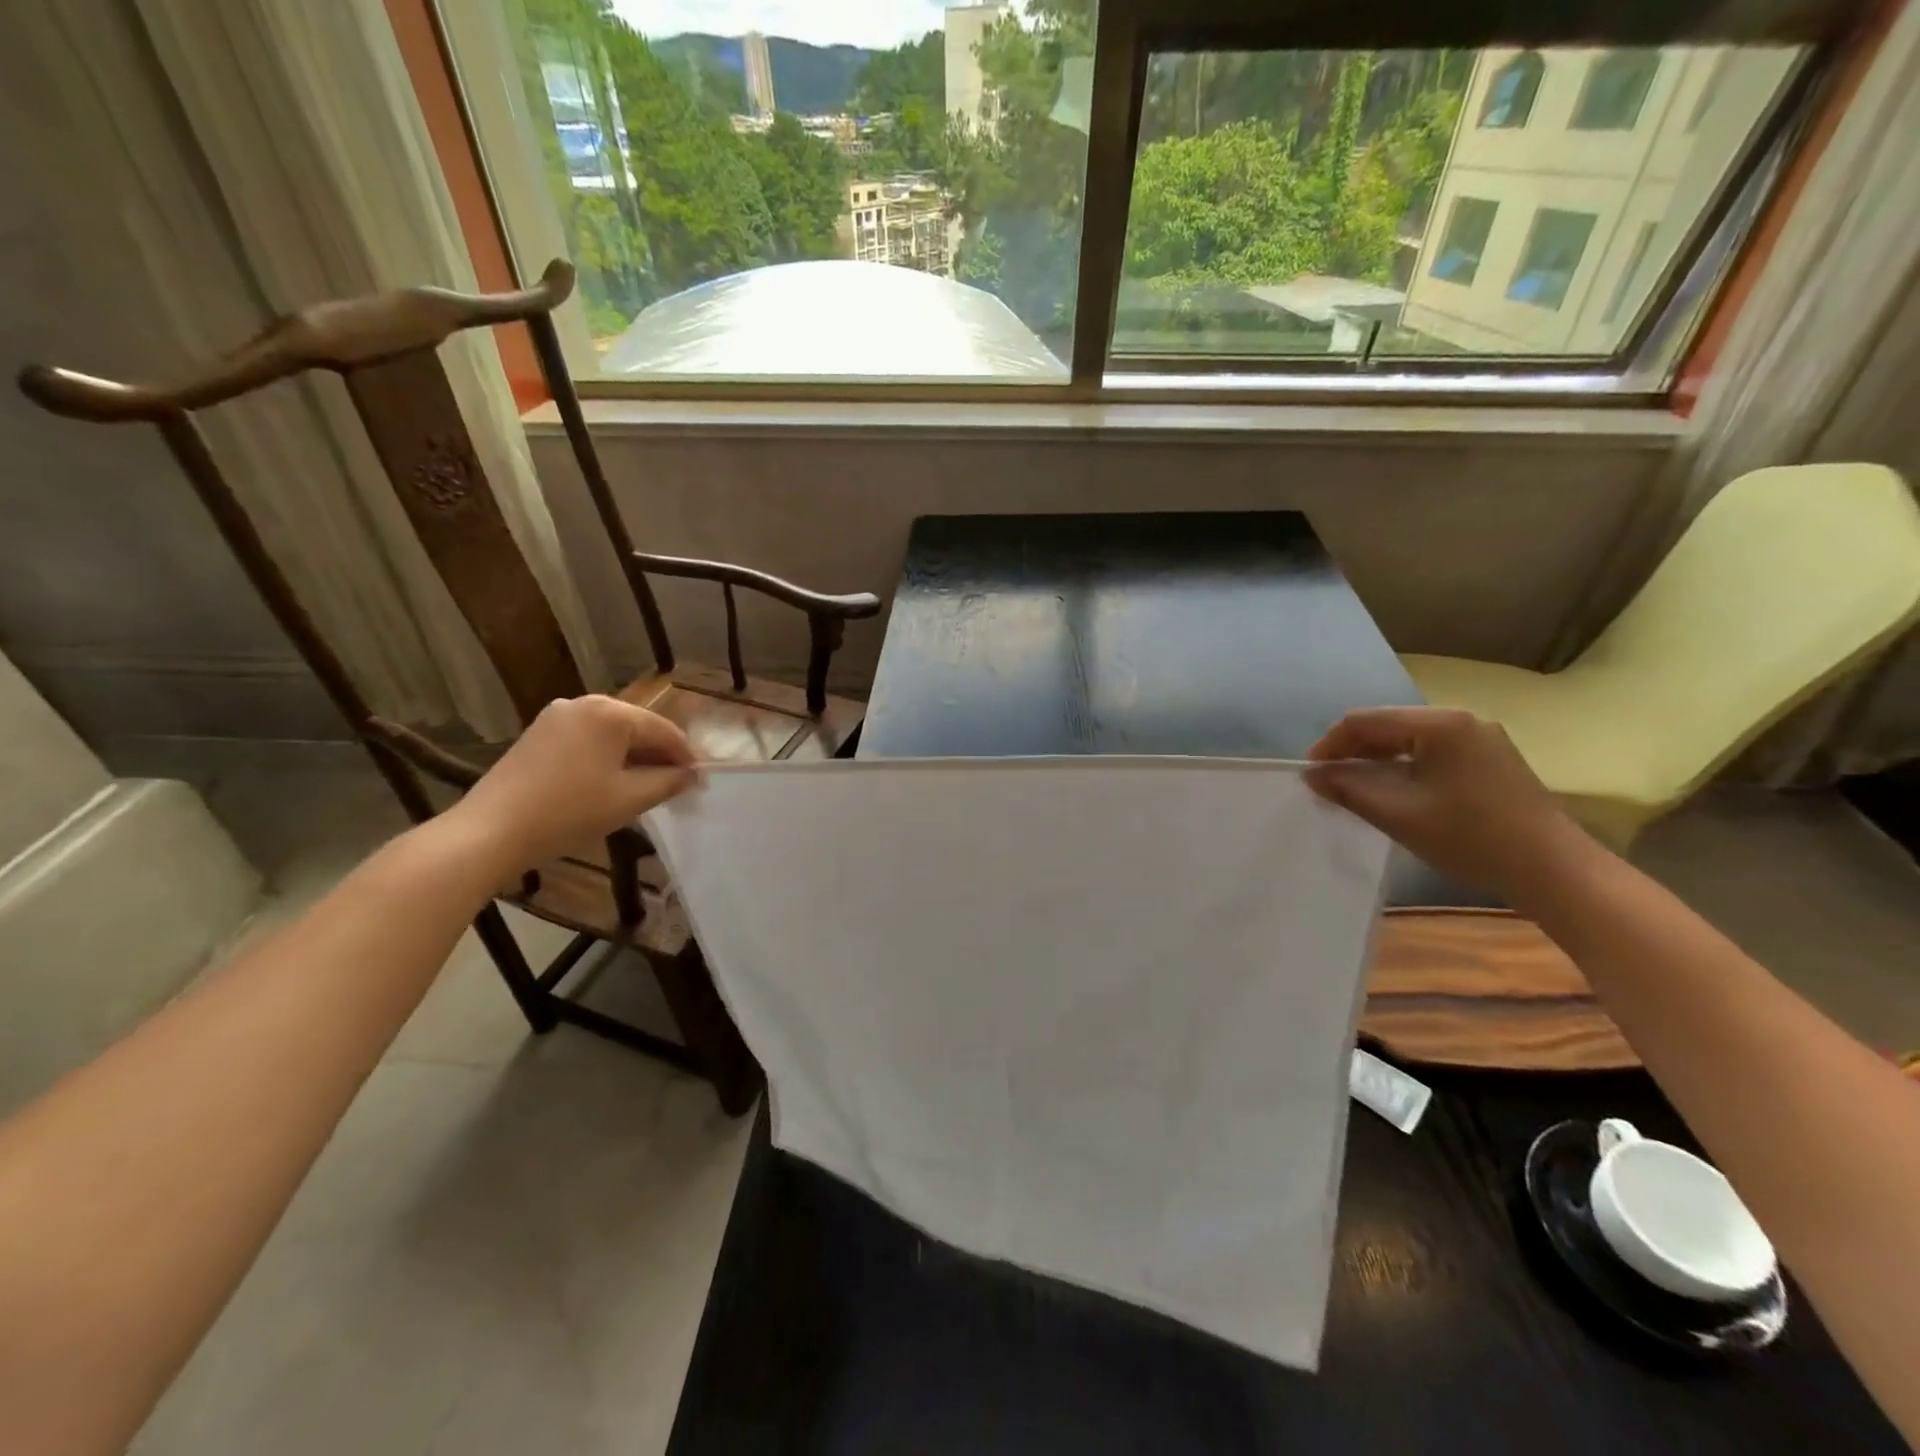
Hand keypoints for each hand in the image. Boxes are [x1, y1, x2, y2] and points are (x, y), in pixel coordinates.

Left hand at [448, 695, 698, 871]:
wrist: (491, 831)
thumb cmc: (569, 811)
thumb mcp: (629, 798)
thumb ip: (668, 782)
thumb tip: (693, 775)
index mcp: (610, 712)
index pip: (664, 730)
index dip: (687, 756)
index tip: (701, 781)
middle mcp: (584, 703)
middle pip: (638, 728)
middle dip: (660, 755)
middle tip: (679, 785)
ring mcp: (557, 716)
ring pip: (612, 734)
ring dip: (634, 757)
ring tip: (649, 786)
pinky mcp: (539, 734)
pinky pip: (588, 740)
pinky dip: (607, 758)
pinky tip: (613, 782)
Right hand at [1305, 707, 1592, 901]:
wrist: (1553, 869)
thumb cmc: (1471, 837)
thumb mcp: (1398, 814)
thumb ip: (1349, 788)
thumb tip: (1311, 774)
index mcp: (1438, 724)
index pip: (1364, 720)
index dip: (1330, 745)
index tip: (1310, 775)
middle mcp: (1459, 720)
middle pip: (1387, 725)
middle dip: (1352, 751)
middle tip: (1329, 784)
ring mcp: (1479, 737)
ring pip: (1408, 739)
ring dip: (1376, 760)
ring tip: (1356, 789)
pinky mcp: (1489, 758)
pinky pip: (1431, 751)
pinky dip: (1403, 766)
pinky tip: (1395, 792)